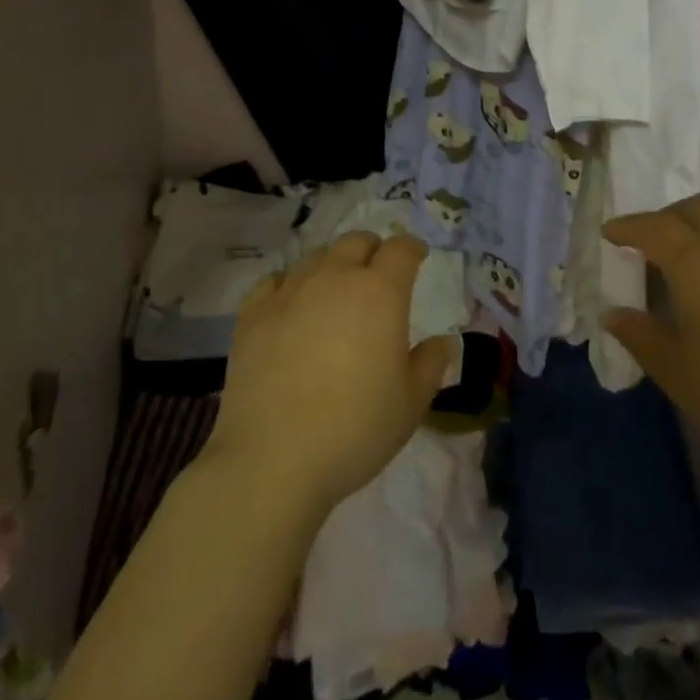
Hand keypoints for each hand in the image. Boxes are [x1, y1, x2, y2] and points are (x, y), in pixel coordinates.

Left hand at [203, 233, 456, 517]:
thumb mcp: (411, 403)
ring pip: (316, 257)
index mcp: (380, 292)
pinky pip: (275, 279)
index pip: (401, 250)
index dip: (412, 248)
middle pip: (356, 242)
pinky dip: (290, 284)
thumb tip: (445, 341)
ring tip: (334, 291)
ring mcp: (290, 291)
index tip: (417, 256)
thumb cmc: (355, 429)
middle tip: (377, 272)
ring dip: (332, 265)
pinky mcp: (254, 312)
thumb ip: (432, 364)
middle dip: (372, 249)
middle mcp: (335, 278)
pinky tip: (290, 304)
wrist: (273, 458)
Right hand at [604, 195, 699, 495]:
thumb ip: (639, 334)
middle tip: (647, 242)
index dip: (627, 227)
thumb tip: (613, 313)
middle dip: (666, 217)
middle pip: (695, 208)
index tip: (609, 233)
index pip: (652, 226)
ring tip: (685, 263)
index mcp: (696, 259)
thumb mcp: (676, 369)